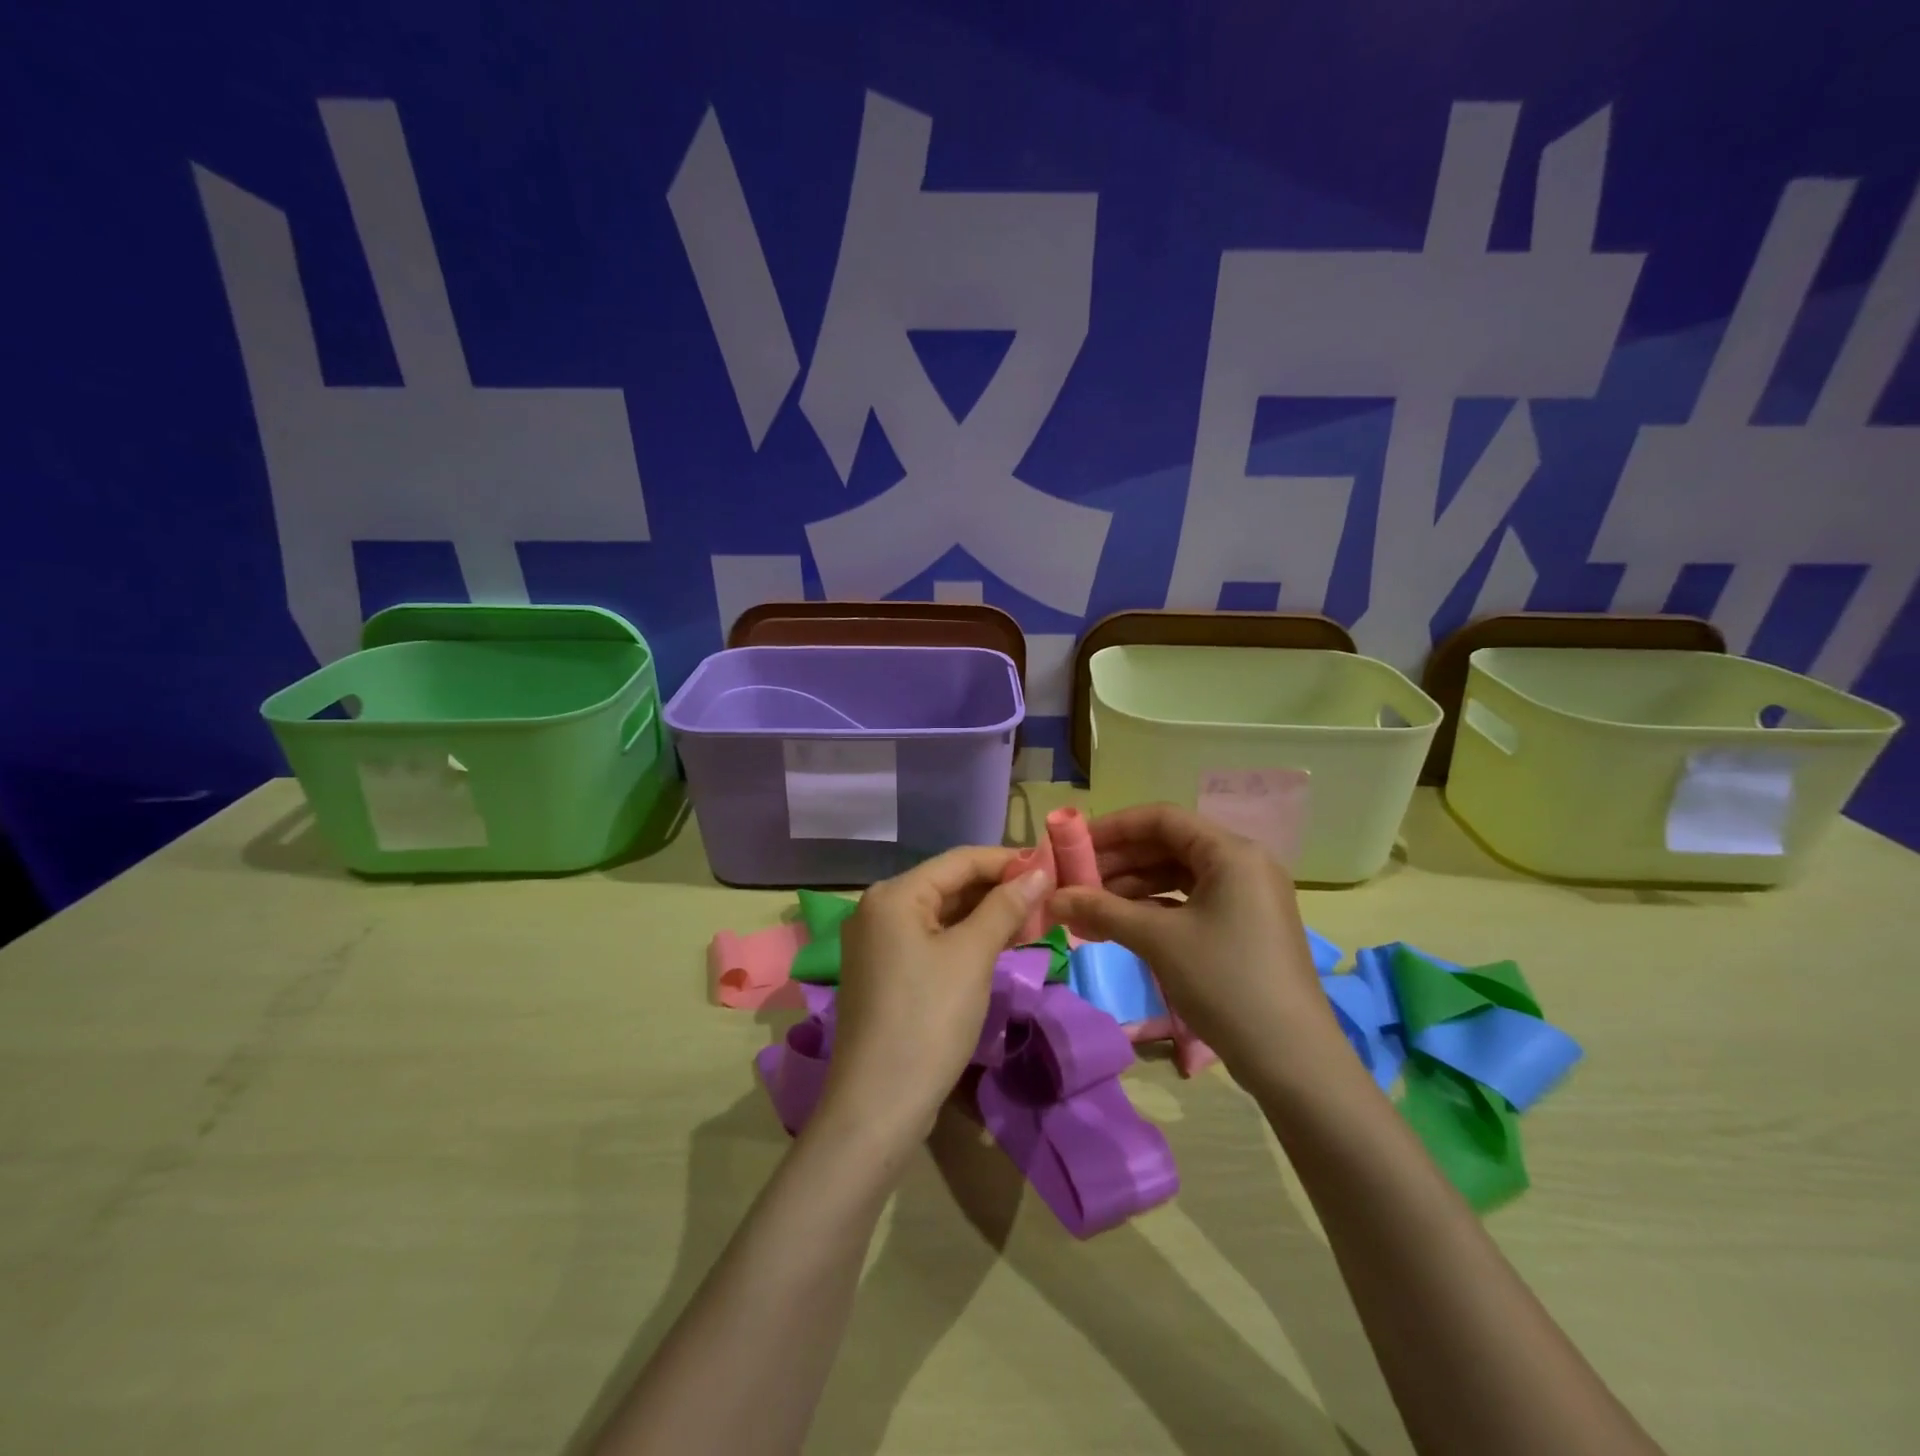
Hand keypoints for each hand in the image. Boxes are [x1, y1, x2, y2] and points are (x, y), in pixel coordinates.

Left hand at [817, 847, 1050, 1145]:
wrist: (878, 1104)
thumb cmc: (929, 1018)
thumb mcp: (972, 956)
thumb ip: (1005, 907)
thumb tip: (1037, 871)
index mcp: (894, 894)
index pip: (959, 860)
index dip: (1006, 860)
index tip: (1050, 866)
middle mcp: (878, 908)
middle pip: (947, 884)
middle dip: (996, 888)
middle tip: (1046, 896)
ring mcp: (876, 942)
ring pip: (940, 914)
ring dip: (983, 914)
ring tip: (1031, 918)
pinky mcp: (883, 972)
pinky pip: (929, 939)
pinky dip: (963, 938)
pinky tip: (997, 944)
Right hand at [1046, 803, 1344, 1076]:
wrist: (1292, 1059)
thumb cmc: (1225, 982)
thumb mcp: (1158, 940)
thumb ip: (1102, 910)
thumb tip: (1052, 898)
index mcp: (1231, 852)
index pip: (1162, 819)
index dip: (1114, 828)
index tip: (1074, 844)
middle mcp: (1243, 864)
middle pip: (1170, 845)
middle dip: (1119, 860)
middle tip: (1076, 879)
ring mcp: (1247, 897)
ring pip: (1179, 875)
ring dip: (1133, 887)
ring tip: (1091, 906)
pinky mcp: (1245, 926)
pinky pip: (1191, 901)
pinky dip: (1155, 908)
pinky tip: (1122, 924)